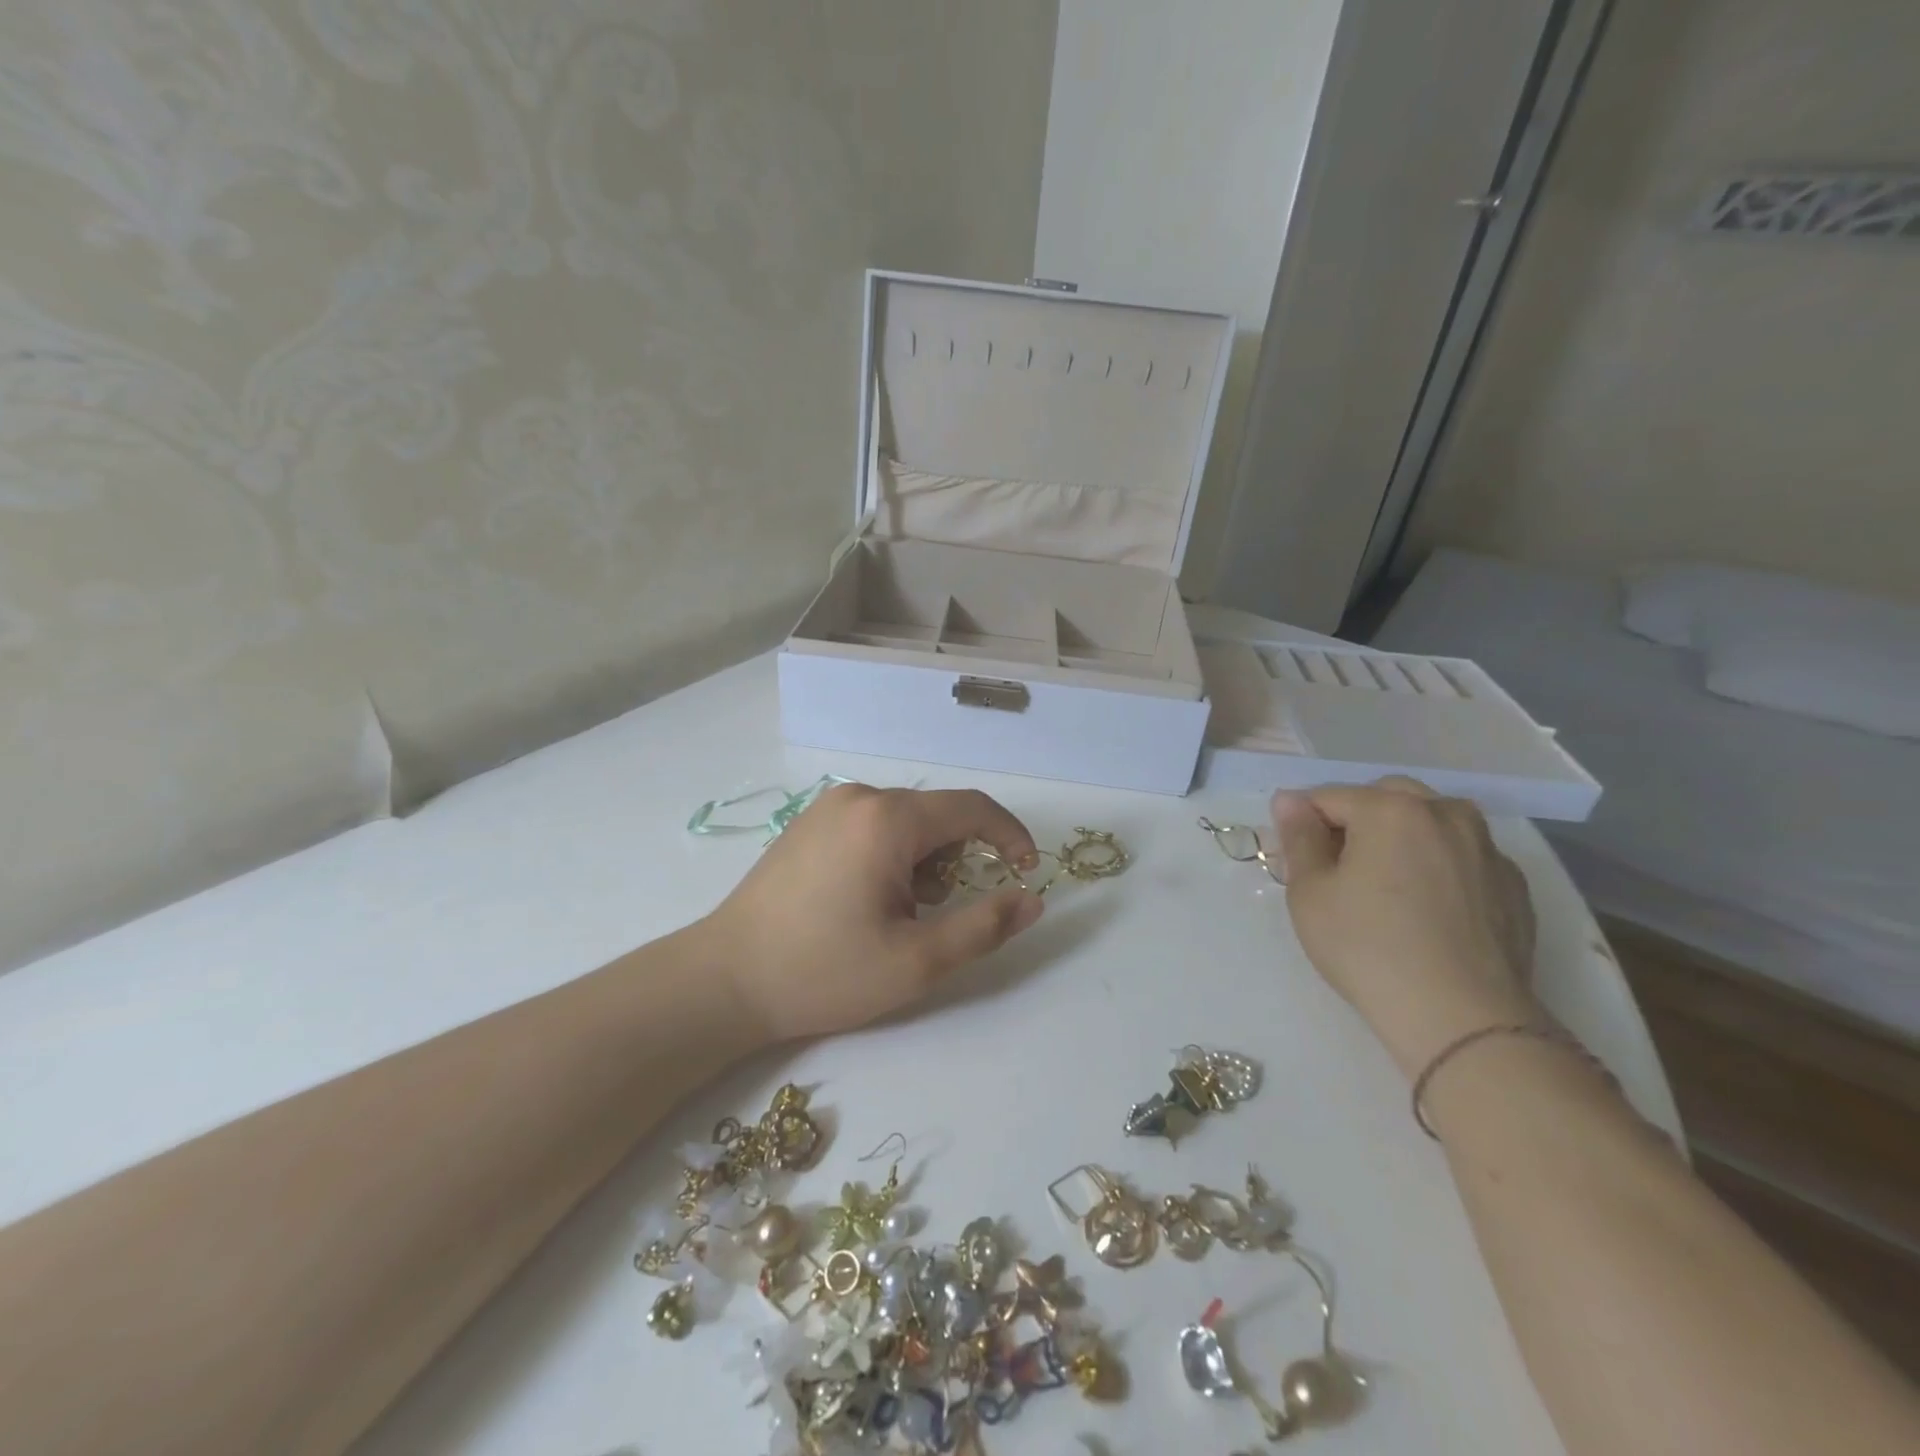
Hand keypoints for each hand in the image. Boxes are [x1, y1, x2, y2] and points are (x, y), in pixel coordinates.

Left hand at [702, 784, 1044, 1042]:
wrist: (725, 980)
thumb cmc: (824, 971)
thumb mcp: (917, 961)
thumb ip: (985, 926)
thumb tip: (1032, 899)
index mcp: (887, 818)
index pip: (972, 808)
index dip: (1010, 835)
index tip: (1026, 871)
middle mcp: (859, 796)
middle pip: (937, 816)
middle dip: (954, 862)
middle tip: (932, 916)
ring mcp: (828, 807)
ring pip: (905, 823)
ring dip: (920, 864)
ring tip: (891, 917)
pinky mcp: (808, 824)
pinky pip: (872, 827)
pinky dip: (889, 858)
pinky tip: (861, 902)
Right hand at [1272, 778, 1537, 1078]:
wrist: (1463, 1019)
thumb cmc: (1368, 949)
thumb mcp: (1309, 893)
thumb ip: (1298, 837)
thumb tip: (1289, 801)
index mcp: (1390, 809)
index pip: (1328, 797)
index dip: (1303, 824)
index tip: (1295, 860)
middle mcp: (1446, 814)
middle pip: (1385, 798)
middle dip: (1356, 821)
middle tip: (1338, 869)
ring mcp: (1487, 848)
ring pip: (1431, 821)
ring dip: (1402, 837)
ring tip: (1387, 885)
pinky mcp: (1513, 885)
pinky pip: (1463, 856)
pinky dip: (1439, 865)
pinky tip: (1427, 908)